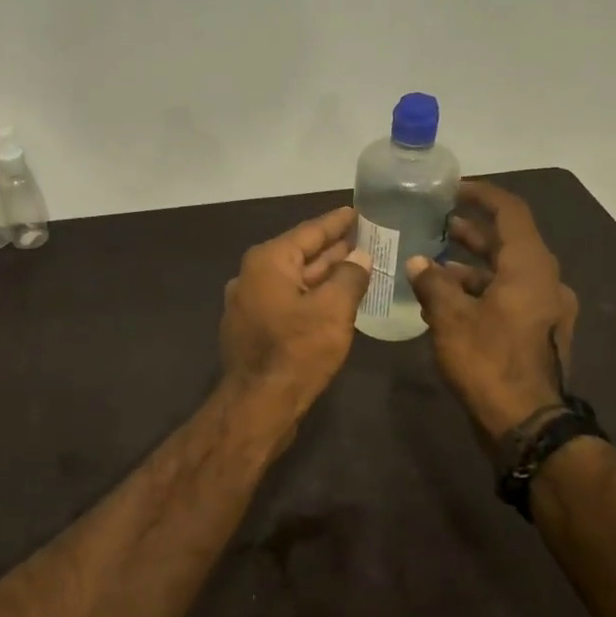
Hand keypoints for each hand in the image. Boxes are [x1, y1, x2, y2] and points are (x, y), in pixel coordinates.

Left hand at [220, 205, 371, 416]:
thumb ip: (350, 277)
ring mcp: (250, 303)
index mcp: (268, 262)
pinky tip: (335, 299)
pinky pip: (288, 301)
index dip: (336, 222)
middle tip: (366, 238)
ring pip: (295, 280)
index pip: (309, 232)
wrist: (258, 405)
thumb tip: (360, 258)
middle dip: (333, 248)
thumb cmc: (296, 351)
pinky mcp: (254, 328)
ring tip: (357, 264)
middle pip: (300, 255)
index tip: (357, 211)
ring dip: (325, 274)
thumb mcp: (333, 310)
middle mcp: (252, 276)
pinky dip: (312, 296)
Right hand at [406, 180, 579, 445]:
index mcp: (531, 267)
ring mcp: (546, 309)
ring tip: (431, 268)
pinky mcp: (539, 333)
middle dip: (471, 232)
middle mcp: (545, 281)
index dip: (482, 195)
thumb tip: (418, 264)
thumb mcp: (451, 319)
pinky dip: (480, 293)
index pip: (511, 212)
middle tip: (436, 224)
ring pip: (506, 274)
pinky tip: (446, 305)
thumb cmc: (490, 362)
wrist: (529, 424)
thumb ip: (433, 284)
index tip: (452, 190)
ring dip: (470, 268)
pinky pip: (509, 298)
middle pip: (508, 243)